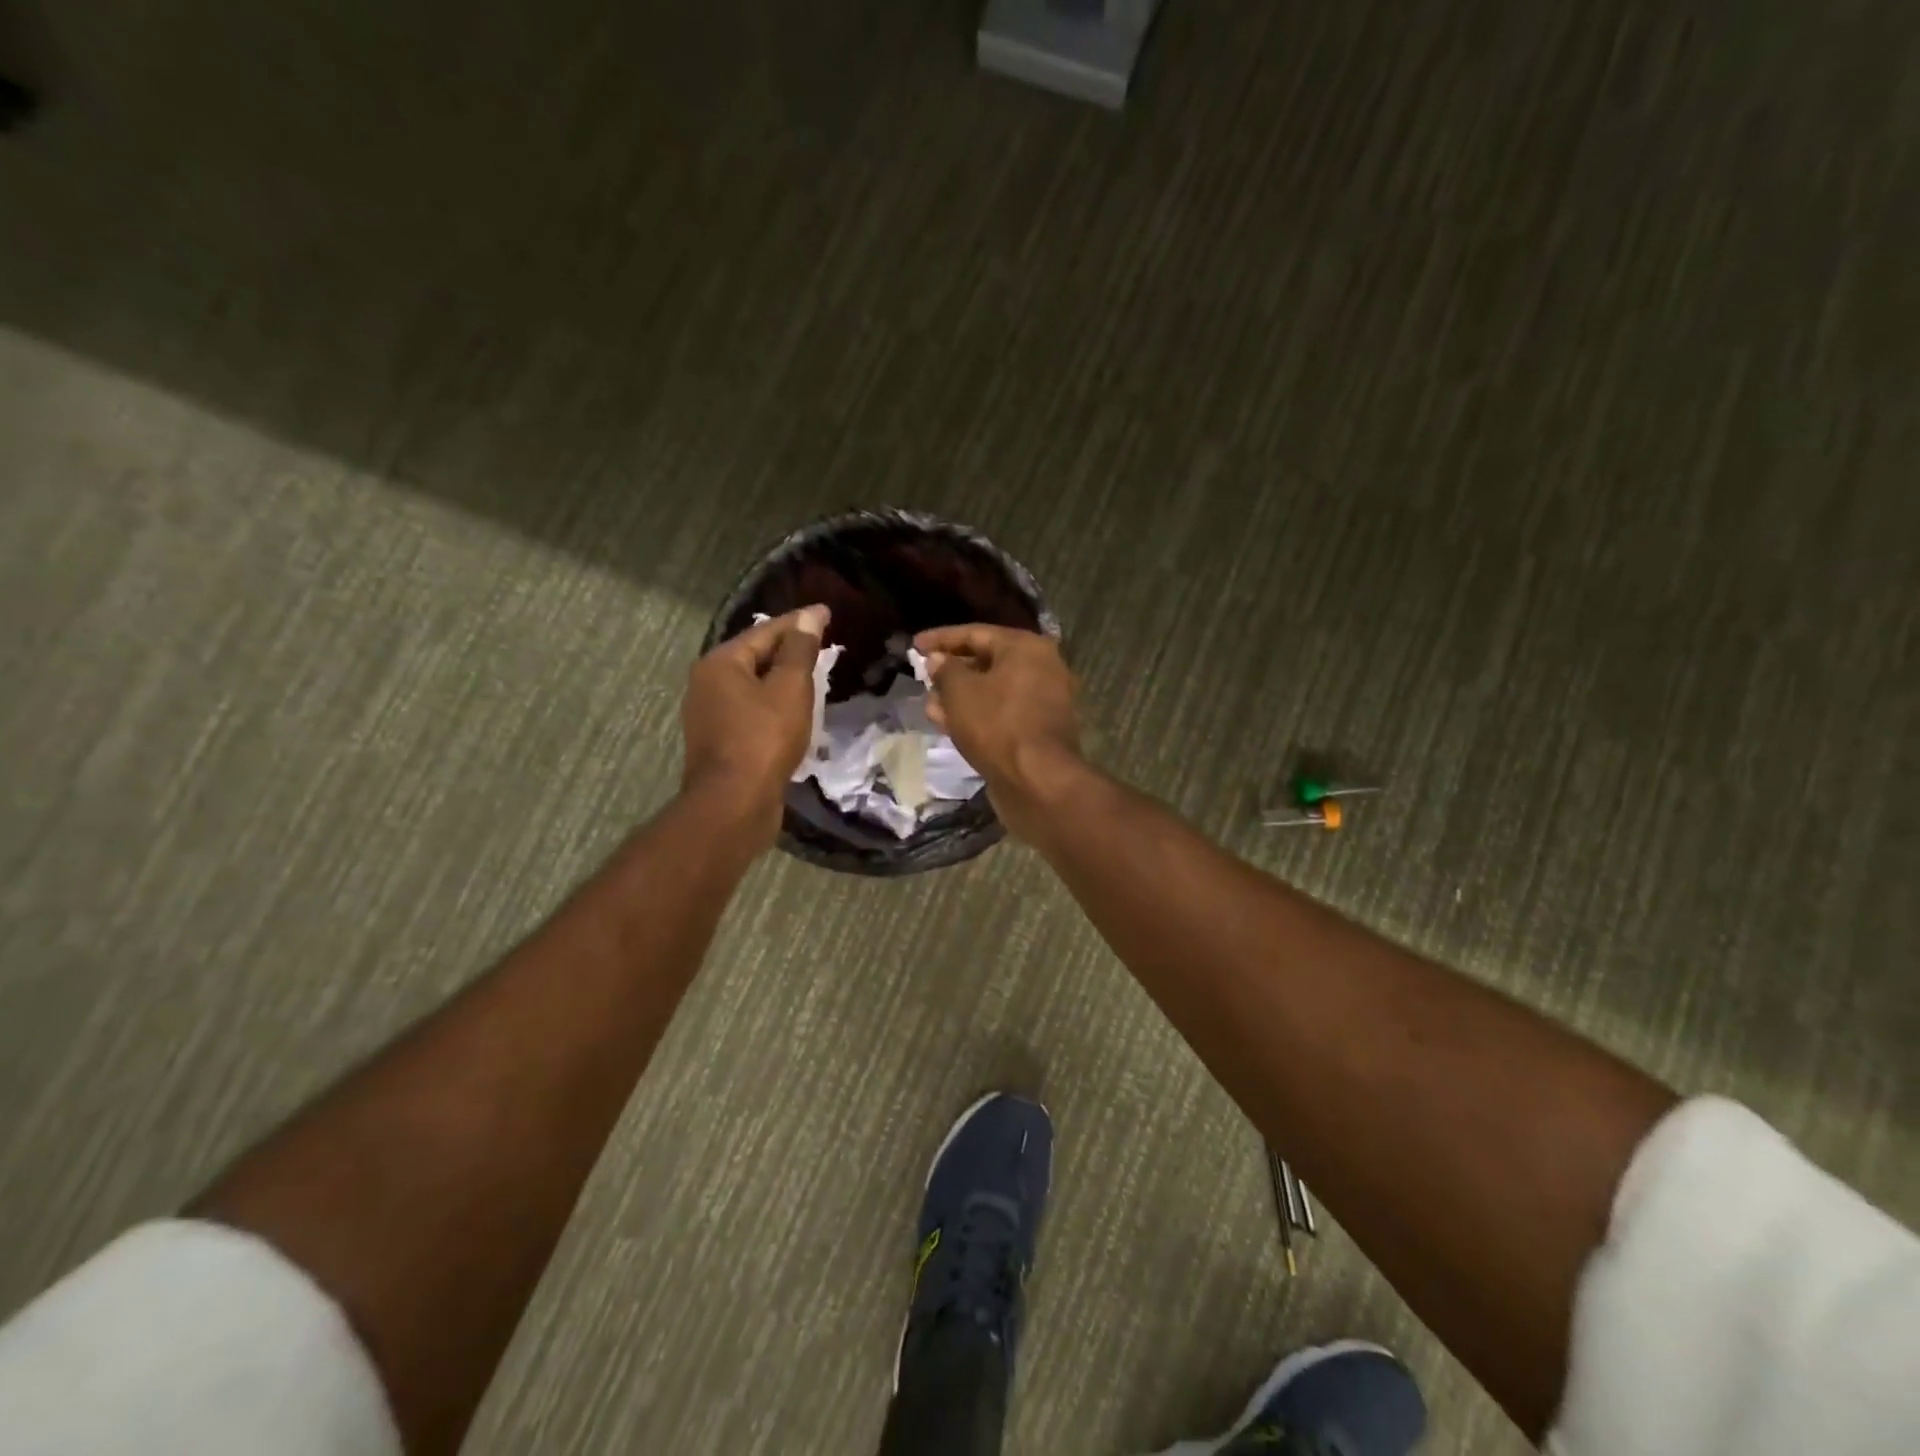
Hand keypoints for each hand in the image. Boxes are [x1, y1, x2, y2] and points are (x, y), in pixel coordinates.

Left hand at [681, 605, 828, 841]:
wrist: (734, 803)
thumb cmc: (764, 738)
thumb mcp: (790, 688)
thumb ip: (800, 650)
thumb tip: (810, 616)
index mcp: (720, 663)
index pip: (765, 631)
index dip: (799, 622)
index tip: (827, 613)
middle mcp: (706, 683)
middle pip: (754, 657)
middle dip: (788, 650)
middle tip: (822, 644)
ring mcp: (709, 715)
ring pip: (752, 687)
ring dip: (781, 680)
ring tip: (813, 676)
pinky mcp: (718, 742)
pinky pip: (750, 712)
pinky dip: (772, 705)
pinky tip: (793, 712)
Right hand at [914, 624, 1083, 840]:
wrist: (1037, 781)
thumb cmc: (997, 725)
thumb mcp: (960, 692)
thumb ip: (945, 670)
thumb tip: (937, 660)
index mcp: (1026, 647)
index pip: (976, 633)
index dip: (941, 638)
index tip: (913, 645)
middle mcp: (1042, 668)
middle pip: (988, 661)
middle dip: (951, 669)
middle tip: (922, 676)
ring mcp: (1043, 701)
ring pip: (993, 691)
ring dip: (960, 696)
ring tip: (929, 703)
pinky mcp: (1038, 731)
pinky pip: (1002, 713)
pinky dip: (976, 714)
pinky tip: (948, 723)